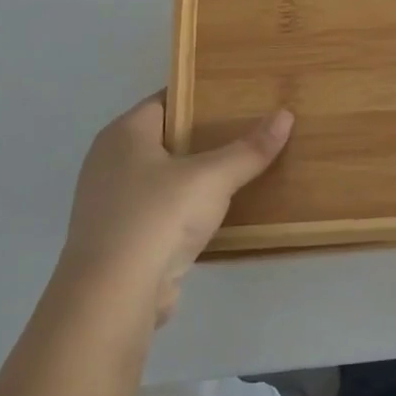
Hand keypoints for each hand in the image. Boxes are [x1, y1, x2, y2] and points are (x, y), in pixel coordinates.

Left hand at [63, 96, 292, 324]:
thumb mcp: (212, 178)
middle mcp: (110, 161)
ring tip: (241, 168)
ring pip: (163, 177)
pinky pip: (160, 210)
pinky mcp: (120, 239)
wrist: (112, 298)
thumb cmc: (157, 217)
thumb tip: (285, 116)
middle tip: (249, 130)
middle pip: (166, 138)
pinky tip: (218, 212)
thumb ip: (249, 149)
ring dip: (196, 177)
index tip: (239, 96)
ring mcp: (111, 203)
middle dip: (205, 137)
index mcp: (123, 133)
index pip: (167, 100)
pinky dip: (185, 209)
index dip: (202, 96)